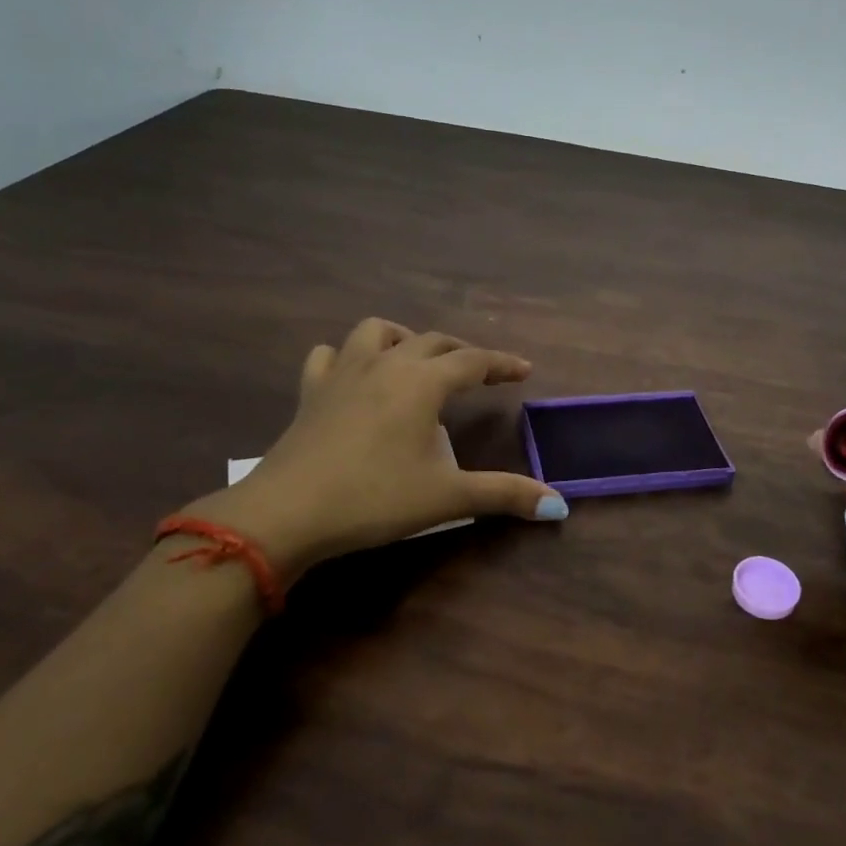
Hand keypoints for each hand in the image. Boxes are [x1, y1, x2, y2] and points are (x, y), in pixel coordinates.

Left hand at [189, 318, 566, 572]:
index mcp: (421, 383)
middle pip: (432, 341)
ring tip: (417, 360)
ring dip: (405, 339)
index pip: (473, 362)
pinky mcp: (311, 392)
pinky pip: (329, 356)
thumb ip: (504, 495)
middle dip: (462, 353)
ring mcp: (343, 374)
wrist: (287, 513)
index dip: (501, 364)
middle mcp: (385, 365)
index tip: (524, 370)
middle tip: (481, 374)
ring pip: (377, 332)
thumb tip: (559, 504)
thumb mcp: (446, 498)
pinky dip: (348, 356)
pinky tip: (355, 375)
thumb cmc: (374, 499)